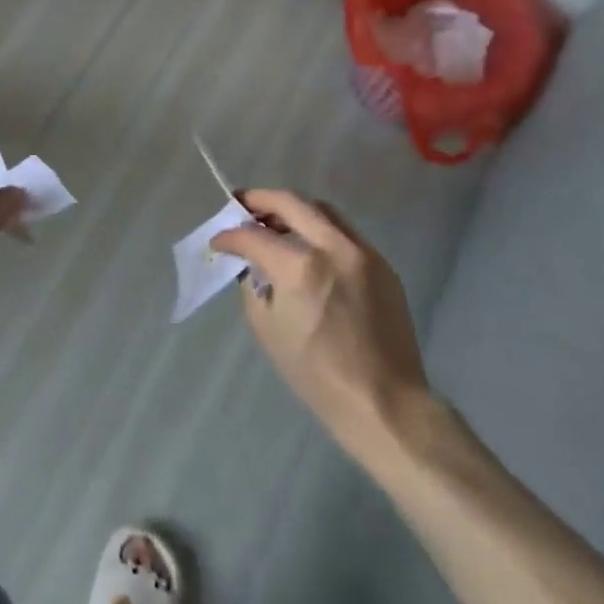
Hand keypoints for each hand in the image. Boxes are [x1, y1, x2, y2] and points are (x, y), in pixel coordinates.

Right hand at [212, 189, 431, 471]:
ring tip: (273, 223)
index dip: (229, 236)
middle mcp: (333, 248)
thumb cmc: (317, 374)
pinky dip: (318, 229)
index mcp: (301, 267)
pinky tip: (307, 249)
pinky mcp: (382, 265)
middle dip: (259, 200)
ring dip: (292, 209)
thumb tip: (252, 264)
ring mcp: (362, 253)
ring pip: (321, 210)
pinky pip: (344, 232)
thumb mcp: (267, 328)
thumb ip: (254, 285)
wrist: (385, 402)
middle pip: (290, 202)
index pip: (253, 236)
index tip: (218, 242)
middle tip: (241, 206)